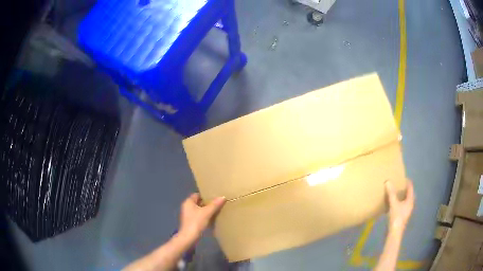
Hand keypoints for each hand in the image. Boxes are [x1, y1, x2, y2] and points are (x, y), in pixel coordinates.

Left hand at [178, 193, 225, 243]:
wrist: (189, 238)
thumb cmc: (196, 222)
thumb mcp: (207, 212)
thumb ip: (214, 204)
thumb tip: (223, 196)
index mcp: (188, 202)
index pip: (197, 194)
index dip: (206, 195)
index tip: (215, 196)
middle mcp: (187, 207)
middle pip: (198, 202)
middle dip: (207, 203)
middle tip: (218, 203)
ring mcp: (188, 215)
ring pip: (199, 210)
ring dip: (207, 210)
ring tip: (217, 210)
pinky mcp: (191, 223)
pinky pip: (199, 216)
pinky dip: (205, 217)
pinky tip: (213, 219)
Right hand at [385, 180, 414, 231]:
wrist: (394, 233)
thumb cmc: (396, 217)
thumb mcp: (393, 204)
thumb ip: (391, 193)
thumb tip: (388, 181)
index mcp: (410, 201)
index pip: (410, 188)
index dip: (407, 182)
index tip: (402, 177)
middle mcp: (409, 205)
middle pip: (409, 194)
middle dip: (405, 189)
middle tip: (399, 184)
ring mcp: (406, 212)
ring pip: (405, 201)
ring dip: (401, 196)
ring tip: (395, 192)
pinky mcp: (401, 217)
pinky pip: (401, 206)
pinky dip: (398, 203)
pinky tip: (392, 204)